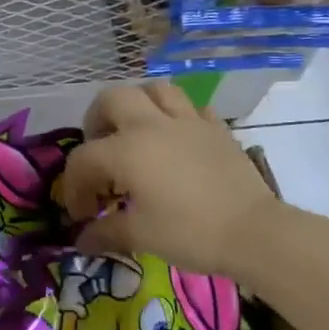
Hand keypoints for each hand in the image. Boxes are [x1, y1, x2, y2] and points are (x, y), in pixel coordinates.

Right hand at [58, 81, 278, 279]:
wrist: (254, 232)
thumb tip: (82, 240)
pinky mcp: (216, 128)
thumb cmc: (189, 232)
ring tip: (136, 132)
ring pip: (154, 90)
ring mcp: (188, 121)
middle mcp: (151, 124)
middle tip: (100, 151)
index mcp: (126, 150)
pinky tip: (177, 140)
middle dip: (97, 121)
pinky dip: (177, 117)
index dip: (74, 187)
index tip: (84, 214)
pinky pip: (191, 108)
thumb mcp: (140, 235)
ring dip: (138, 106)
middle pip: (112, 99)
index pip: (83, 159)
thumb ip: (106, 232)